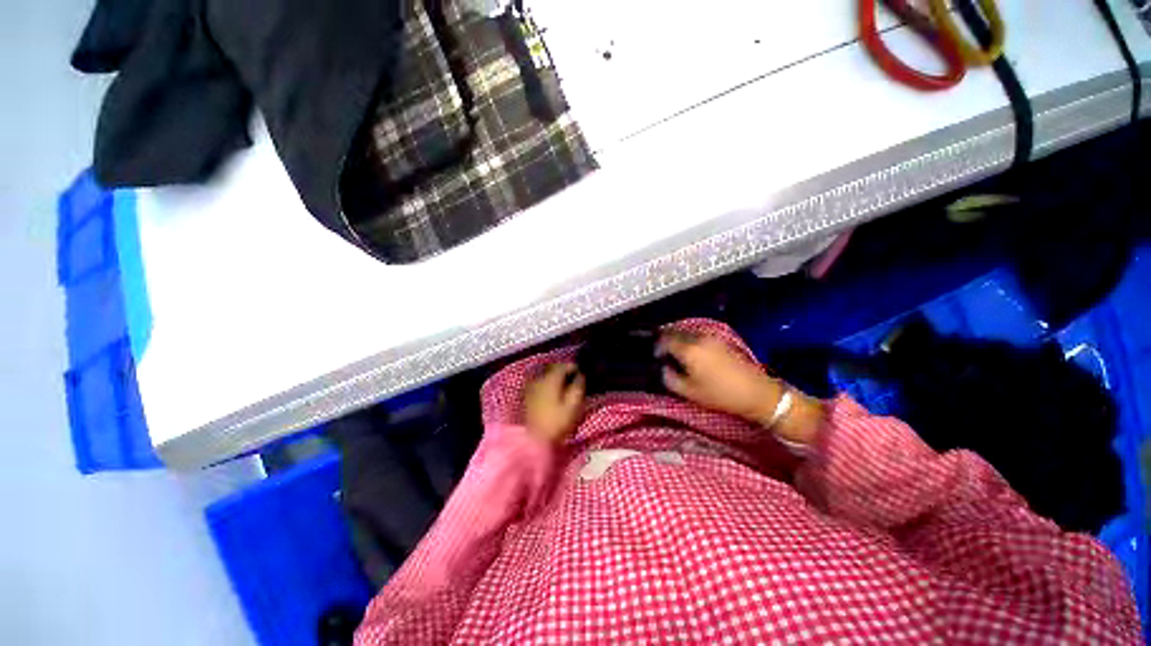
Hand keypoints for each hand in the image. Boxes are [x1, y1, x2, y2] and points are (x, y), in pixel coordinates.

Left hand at [524, 363, 585, 444]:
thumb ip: (577, 387)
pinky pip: (540, 385)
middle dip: (564, 371)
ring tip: (565, 386)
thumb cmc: (556, 422)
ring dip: (555, 378)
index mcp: (551, 379)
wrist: (532, 440)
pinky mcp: (527, 397)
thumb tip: (580, 375)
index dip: (573, 367)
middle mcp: (539, 379)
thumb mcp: (573, 406)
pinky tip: (553, 394)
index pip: (563, 366)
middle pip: (553, 369)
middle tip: (574, 378)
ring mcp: (531, 388)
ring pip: (546, 377)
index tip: (581, 372)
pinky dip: (548, 385)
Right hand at [658, 333, 780, 424]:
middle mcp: (699, 338)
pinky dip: (690, 340)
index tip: (655, 356)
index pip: (665, 339)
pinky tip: (692, 353)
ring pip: (688, 333)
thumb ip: (669, 378)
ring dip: (679, 339)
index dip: (657, 346)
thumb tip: (663, 368)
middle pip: (676, 332)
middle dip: (666, 340)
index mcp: (688, 349)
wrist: (756, 393)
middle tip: (662, 353)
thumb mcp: (689, 392)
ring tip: (676, 353)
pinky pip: (698, 336)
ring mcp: (712, 337)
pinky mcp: (721, 340)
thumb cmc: (720, 394)